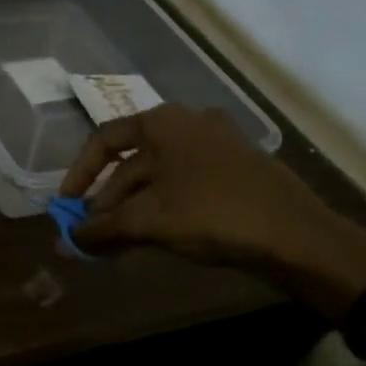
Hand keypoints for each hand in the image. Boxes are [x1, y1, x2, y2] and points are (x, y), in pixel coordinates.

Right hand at [62, 105, 365, 287]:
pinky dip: (161, 209)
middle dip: (106, 200)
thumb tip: (65, 241)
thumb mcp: (148, 221)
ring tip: (116, 242)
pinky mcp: (236, 173)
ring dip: (131, 209)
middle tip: (91, 234)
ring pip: (158, 178)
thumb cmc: (213, 214)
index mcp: (164, 123)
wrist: (300, 237)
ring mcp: (217, 148)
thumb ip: (101, 229)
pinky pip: (183, 186)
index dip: (79, 174)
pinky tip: (151, 237)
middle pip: (131, 162)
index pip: (104, 140)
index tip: (67, 205)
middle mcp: (189, 125)